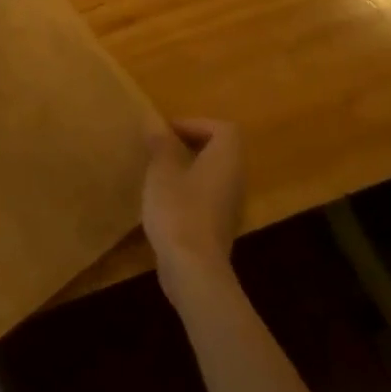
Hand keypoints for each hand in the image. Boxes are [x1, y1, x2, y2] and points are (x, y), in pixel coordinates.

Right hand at [142, 118, 244, 291]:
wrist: (193, 268)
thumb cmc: (178, 210)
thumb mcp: (162, 171)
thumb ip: (161, 145)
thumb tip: (155, 123)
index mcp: (225, 160)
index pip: (224, 129)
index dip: (196, 124)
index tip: (168, 132)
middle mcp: (235, 179)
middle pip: (221, 151)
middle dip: (191, 144)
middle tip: (161, 148)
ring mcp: (230, 205)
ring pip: (214, 174)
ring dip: (189, 167)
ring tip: (159, 171)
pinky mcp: (219, 226)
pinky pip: (208, 196)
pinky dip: (189, 190)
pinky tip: (164, 200)